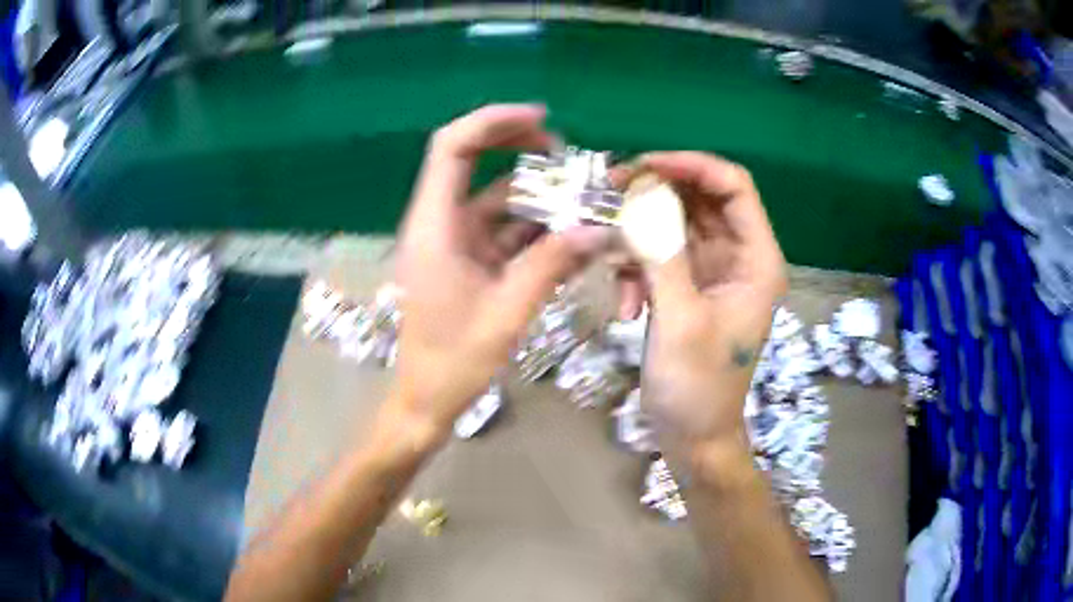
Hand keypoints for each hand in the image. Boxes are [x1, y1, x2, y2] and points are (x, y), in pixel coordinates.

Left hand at [389, 104, 611, 438]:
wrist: (426, 400)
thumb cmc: (453, 363)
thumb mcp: (507, 313)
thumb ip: (551, 266)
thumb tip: (598, 229)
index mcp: (434, 227)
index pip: (452, 148)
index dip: (492, 122)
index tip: (540, 120)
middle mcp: (439, 224)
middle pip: (470, 162)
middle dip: (518, 150)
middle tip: (565, 154)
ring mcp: (453, 241)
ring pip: (494, 199)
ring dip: (536, 198)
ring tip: (582, 203)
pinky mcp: (466, 260)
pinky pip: (501, 231)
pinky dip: (533, 230)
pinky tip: (568, 238)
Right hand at [622, 152, 786, 456]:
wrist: (692, 437)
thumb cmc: (697, 387)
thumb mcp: (680, 319)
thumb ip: (661, 253)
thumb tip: (639, 195)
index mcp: (757, 259)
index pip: (733, 186)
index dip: (690, 165)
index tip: (642, 165)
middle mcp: (739, 257)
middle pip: (699, 199)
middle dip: (653, 195)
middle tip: (607, 196)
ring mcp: (712, 272)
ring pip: (674, 225)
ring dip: (639, 235)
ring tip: (609, 256)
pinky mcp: (688, 287)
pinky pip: (660, 255)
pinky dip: (637, 269)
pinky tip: (625, 307)